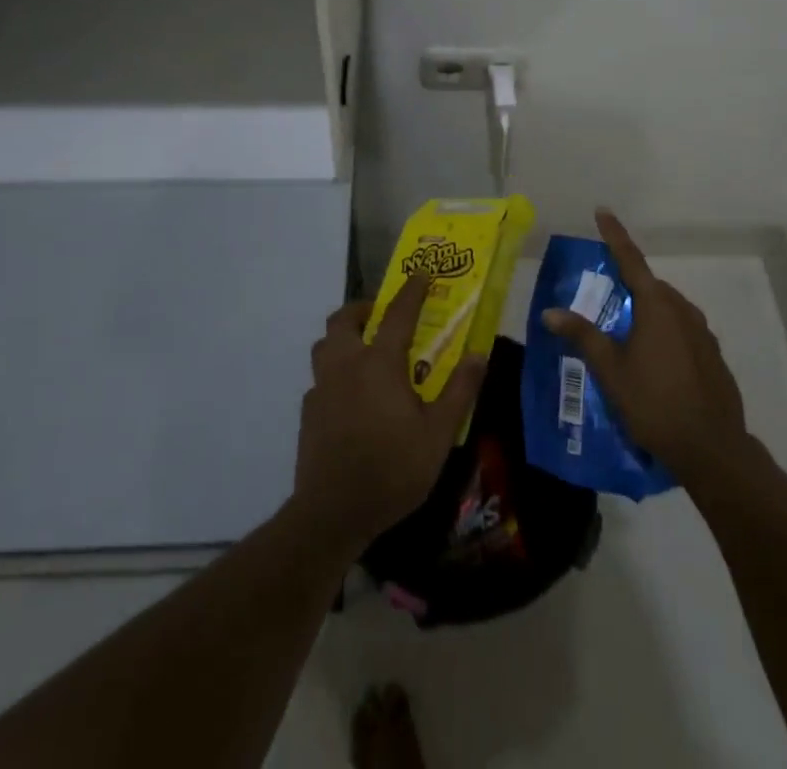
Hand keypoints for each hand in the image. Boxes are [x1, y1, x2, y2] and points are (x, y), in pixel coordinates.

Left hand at [291, 273, 486, 552]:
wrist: (333, 513)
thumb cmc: (392, 469)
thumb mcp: (439, 434)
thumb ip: (459, 390)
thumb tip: (478, 354)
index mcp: (379, 363)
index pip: (397, 313)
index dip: (412, 290)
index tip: (422, 273)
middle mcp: (346, 365)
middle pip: (344, 319)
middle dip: (363, 308)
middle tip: (382, 315)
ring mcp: (322, 387)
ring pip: (324, 344)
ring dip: (343, 336)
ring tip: (364, 349)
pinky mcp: (308, 411)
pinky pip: (320, 377)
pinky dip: (335, 373)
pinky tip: (350, 396)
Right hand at [543, 209, 747, 484]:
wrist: (712, 449)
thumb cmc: (654, 404)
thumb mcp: (611, 370)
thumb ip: (582, 336)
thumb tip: (549, 312)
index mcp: (657, 306)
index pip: (631, 259)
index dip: (615, 235)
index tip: (603, 211)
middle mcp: (683, 310)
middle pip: (650, 287)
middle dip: (629, 286)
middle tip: (606, 298)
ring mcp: (703, 334)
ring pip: (668, 310)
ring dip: (647, 313)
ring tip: (626, 337)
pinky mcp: (713, 356)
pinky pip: (683, 332)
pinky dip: (665, 334)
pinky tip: (655, 364)